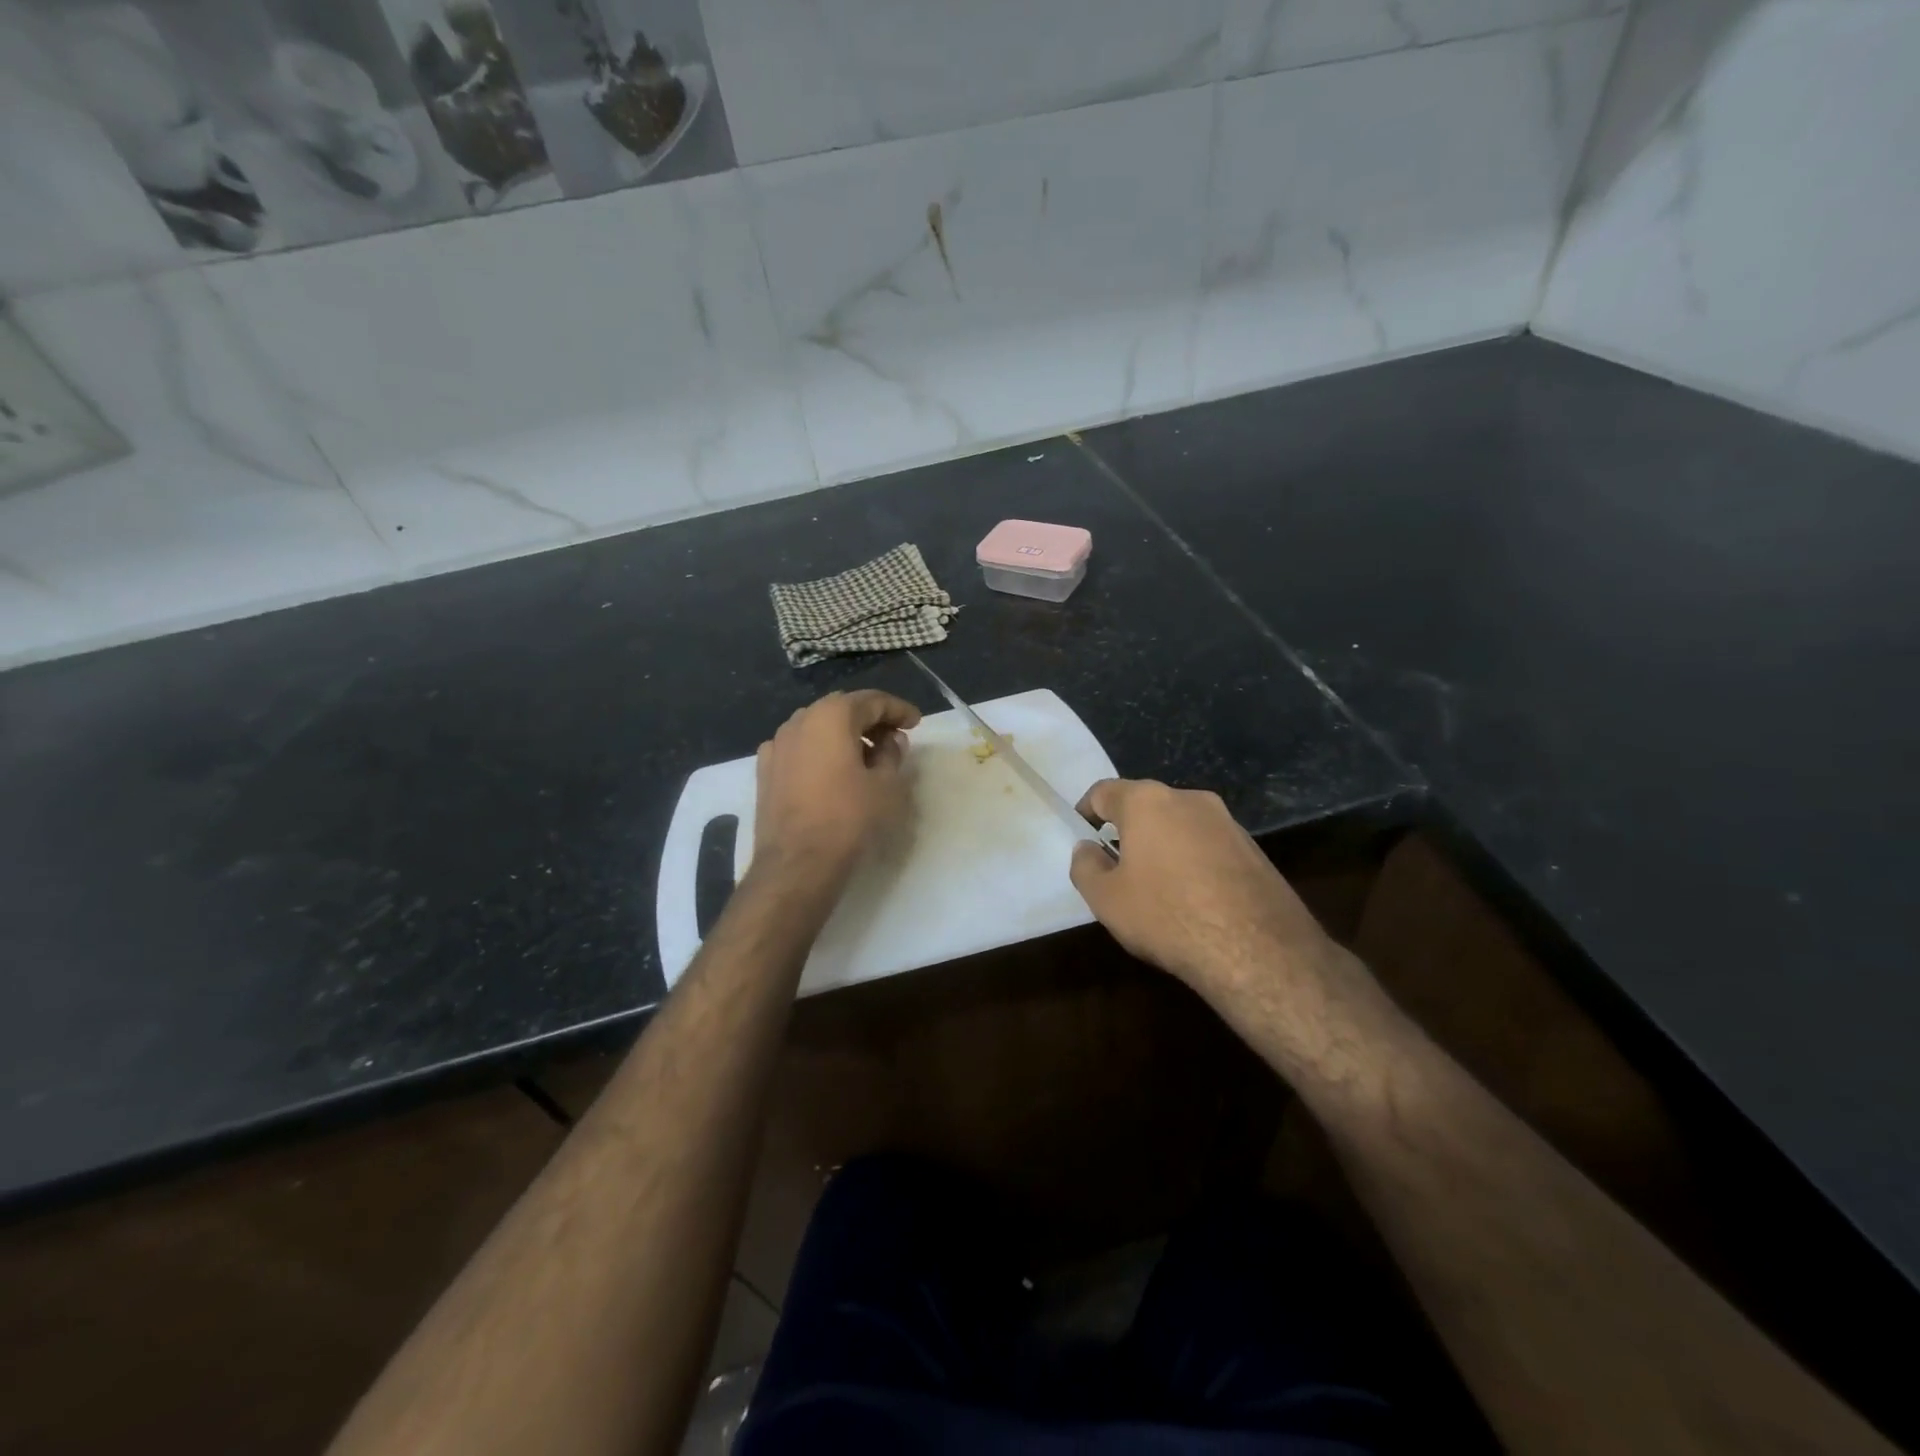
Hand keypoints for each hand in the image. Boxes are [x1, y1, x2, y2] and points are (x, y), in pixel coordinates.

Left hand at [751, 690, 921, 889]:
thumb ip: (892, 754)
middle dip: (871, 719)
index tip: (916, 723)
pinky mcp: (766, 769)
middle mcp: (800, 720)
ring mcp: (777, 744)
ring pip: (818, 726)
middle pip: (842, 709)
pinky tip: (831, 770)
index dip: (898, 710)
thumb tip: (890, 741)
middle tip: (894, 738)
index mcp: (832, 716)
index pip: (872, 701)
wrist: (797, 863)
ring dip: (844, 734)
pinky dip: (820, 751)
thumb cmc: (848, 819)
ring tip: (866, 756)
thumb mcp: (886, 786)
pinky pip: (799, 748)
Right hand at [1069, 779, 1338, 994]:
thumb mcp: (1106, 899)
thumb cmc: (1167, 915)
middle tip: (1116, 867)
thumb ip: (1085, 867)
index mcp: (1147, 801)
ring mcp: (1228, 822)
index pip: (1104, 792)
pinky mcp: (1254, 849)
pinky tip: (1194, 900)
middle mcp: (1189, 798)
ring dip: (1163, 846)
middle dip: (1127, 830)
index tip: (1082, 836)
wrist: (1258, 950)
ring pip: (1180, 825)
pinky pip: (1209, 846)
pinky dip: (1193, 862)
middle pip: (1145, 806)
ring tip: (1156, 888)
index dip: (1086, 812)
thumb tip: (1087, 849)